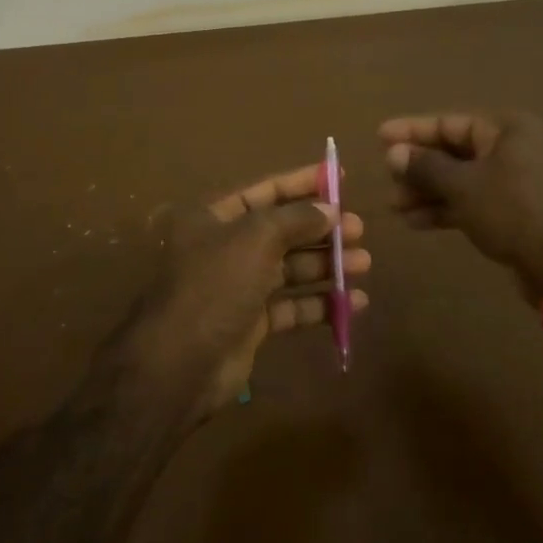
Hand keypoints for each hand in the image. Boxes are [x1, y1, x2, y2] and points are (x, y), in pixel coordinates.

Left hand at [139, 163, 370, 416]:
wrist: (180, 364)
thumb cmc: (215, 286)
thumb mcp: (255, 238)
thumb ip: (296, 218)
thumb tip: (329, 209)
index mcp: (213, 217)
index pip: (265, 190)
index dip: (303, 182)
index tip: (340, 177)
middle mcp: (224, 247)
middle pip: (281, 230)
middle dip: (321, 228)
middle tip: (359, 230)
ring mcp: (237, 286)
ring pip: (290, 268)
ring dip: (326, 264)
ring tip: (363, 264)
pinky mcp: (250, 323)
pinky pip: (291, 306)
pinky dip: (320, 304)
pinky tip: (353, 304)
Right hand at [379, 111, 542, 304]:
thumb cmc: (511, 211)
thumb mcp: (462, 186)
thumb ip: (425, 167)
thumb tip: (394, 153)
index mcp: (506, 129)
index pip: (449, 123)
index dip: (412, 130)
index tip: (380, 136)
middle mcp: (512, 148)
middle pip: (453, 151)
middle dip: (418, 168)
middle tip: (388, 180)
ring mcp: (515, 180)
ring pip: (461, 178)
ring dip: (427, 191)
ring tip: (395, 207)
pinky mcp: (513, 209)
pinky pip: (472, 200)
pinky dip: (446, 208)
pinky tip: (416, 222)